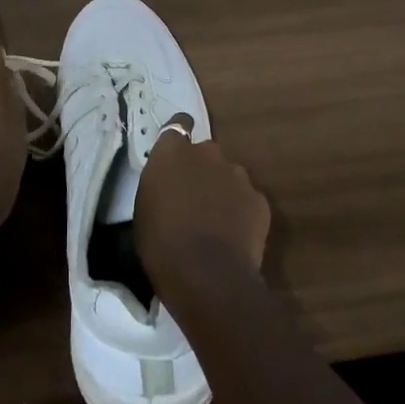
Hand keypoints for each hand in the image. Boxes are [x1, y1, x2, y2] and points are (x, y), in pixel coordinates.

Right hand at [135, 121, 270, 287]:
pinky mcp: (259, 200)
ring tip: (217, 222)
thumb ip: (160, 185)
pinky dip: (242, 212)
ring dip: (222, 190)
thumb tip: (170, 187)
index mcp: (172, 152)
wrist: (207, 277)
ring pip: (229, 175)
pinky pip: (248, 200)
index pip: (178, 126)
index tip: (178, 154)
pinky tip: (235, 237)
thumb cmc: (162, 245)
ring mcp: (237, 174)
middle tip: (195, 199)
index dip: (180, 137)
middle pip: (205, 153)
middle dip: (202, 169)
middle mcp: (207, 153)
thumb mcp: (145, 210)